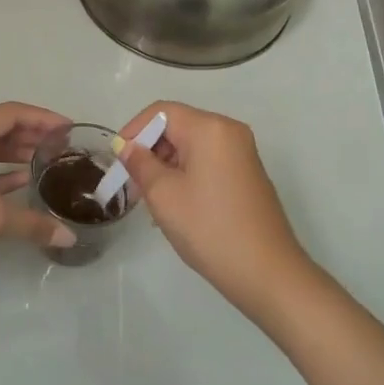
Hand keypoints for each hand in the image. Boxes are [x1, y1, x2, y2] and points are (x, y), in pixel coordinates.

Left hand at [0, 102, 76, 288]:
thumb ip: (33, 223)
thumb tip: (69, 239)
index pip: (9, 114)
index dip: (42, 118)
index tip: (70, 128)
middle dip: (31, 134)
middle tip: (63, 145)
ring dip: (16, 153)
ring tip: (48, 161)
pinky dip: (1, 173)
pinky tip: (23, 182)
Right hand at [117, 101, 314, 316]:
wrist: (266, 273)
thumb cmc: (209, 228)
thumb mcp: (163, 194)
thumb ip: (140, 163)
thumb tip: (127, 146)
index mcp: (210, 128)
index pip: (161, 112)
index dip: (134, 130)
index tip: (117, 161)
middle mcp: (229, 132)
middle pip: (178, 127)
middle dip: (150, 151)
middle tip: (131, 184)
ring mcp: (242, 154)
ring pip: (191, 147)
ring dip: (166, 166)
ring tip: (151, 200)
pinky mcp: (247, 175)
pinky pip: (208, 162)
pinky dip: (186, 175)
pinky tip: (176, 206)